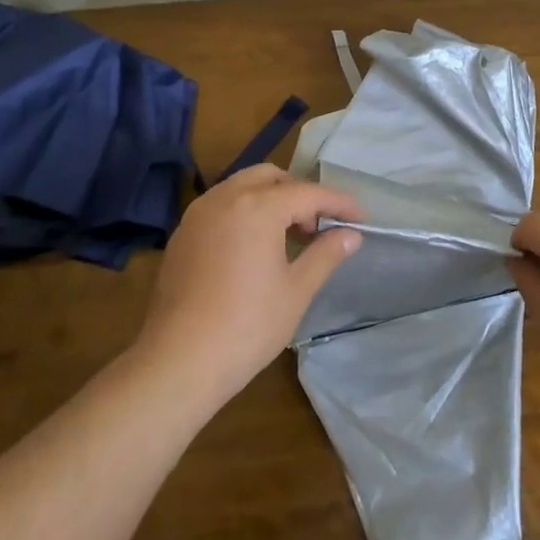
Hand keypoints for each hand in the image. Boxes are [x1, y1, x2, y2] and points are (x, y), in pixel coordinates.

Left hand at [134, 164, 362, 407]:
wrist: (178, 361)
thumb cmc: (247, 325)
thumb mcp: (296, 290)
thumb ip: (326, 254)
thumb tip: (351, 234)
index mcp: (258, 206)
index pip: (308, 193)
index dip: (338, 203)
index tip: (360, 217)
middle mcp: (225, 197)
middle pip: (271, 177)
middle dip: (299, 194)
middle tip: (318, 227)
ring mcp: (198, 214)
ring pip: (242, 187)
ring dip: (270, 199)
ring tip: (288, 237)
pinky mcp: (182, 234)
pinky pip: (221, 206)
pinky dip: (244, 212)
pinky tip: (253, 247)